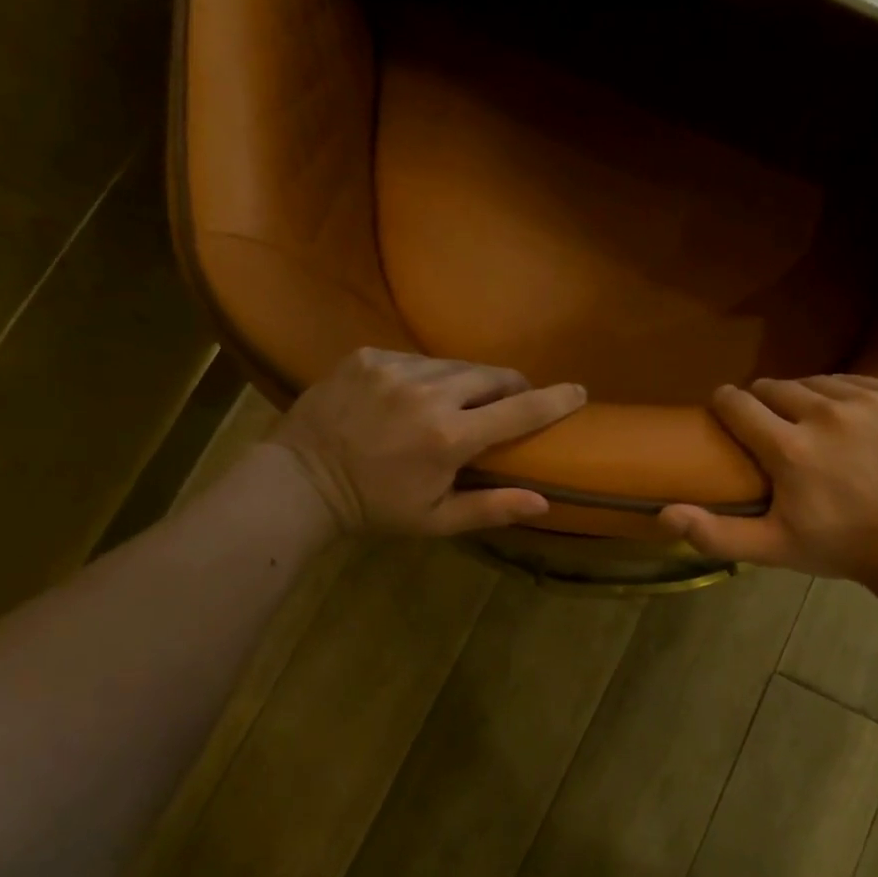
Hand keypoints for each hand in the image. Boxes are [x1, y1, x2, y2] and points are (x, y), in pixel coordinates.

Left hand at [267, 348, 584, 536]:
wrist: (298, 482)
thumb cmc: (375, 508)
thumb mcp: (436, 520)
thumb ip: (491, 508)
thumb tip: (544, 502)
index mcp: (449, 438)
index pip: (519, 411)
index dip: (554, 400)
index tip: (578, 390)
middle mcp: (427, 394)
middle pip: (492, 376)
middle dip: (511, 387)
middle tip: (512, 402)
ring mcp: (393, 369)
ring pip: (455, 364)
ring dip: (469, 381)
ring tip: (462, 401)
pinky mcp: (368, 356)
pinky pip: (417, 359)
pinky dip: (428, 375)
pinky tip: (416, 395)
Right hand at [658, 375, 877, 582]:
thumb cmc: (840, 545)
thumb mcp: (774, 548)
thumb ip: (716, 533)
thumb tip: (664, 513)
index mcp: (790, 448)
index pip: (738, 403)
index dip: (727, 405)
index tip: (729, 413)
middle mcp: (827, 413)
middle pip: (776, 387)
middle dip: (768, 405)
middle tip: (777, 432)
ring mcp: (870, 400)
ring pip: (818, 382)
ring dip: (809, 399)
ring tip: (815, 426)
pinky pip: (860, 381)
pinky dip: (850, 397)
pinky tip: (854, 423)